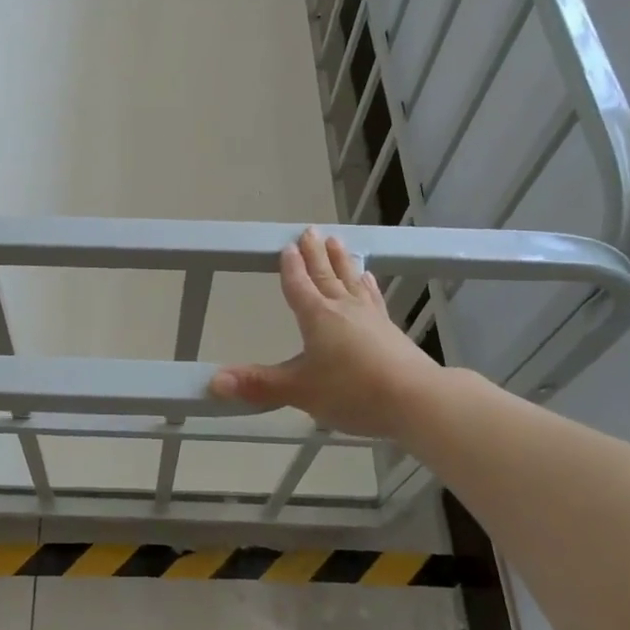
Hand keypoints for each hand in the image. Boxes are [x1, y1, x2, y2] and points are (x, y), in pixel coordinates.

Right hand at [211, 227, 442, 439]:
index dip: (291, 267)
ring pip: (351, 280)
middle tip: (311, 230)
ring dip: (342, 261)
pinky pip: (373, 298)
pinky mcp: (390, 330)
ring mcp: (370, 317)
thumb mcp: (299, 391)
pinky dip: (367, 286)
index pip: (299, 285)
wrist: (416, 400)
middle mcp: (343, 309)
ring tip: (337, 242)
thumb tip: (213, 382)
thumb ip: (258, 384)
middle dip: (315, 255)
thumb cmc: (352, 391)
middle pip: (326, 275)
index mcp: (317, 317)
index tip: (287, 246)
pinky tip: (368, 279)